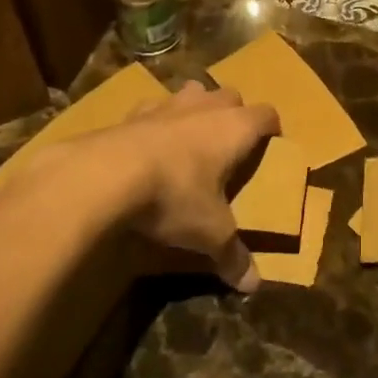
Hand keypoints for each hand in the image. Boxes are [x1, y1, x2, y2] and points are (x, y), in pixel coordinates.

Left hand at [121, 83, 278, 290]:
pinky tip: (148, 145)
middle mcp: (207, 107)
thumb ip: (232, 255)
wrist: (105, 175)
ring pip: (193, 92)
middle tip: (229, 144)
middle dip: (234, 113)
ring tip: (191, 137)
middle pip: (231, 96)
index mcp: (236, 127)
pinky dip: (156, 121)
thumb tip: (254, 285)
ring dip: (196, 108)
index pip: (267, 114)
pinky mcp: (133, 111)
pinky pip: (153, 107)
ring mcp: (168, 104)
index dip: (272, 129)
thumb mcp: (209, 232)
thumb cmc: (174, 195)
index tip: (271, 146)